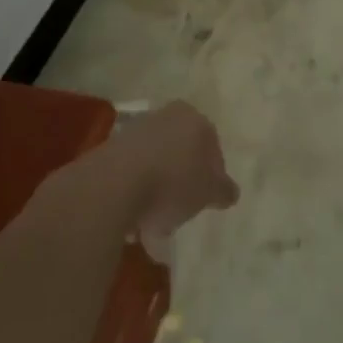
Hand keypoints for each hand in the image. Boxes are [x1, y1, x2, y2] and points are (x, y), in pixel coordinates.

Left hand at [115, 102, 239, 238]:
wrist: (115, 185)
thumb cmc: (173, 182)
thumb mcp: (209, 192)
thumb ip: (223, 190)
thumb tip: (230, 192)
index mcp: (194, 118)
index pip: (212, 146)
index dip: (214, 175)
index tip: (209, 199)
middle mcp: (166, 116)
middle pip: (182, 153)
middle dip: (184, 180)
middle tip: (184, 209)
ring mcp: (136, 131)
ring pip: (157, 164)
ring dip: (159, 190)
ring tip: (156, 226)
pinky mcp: (111, 150)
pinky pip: (133, 174)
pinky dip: (137, 194)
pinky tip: (135, 222)